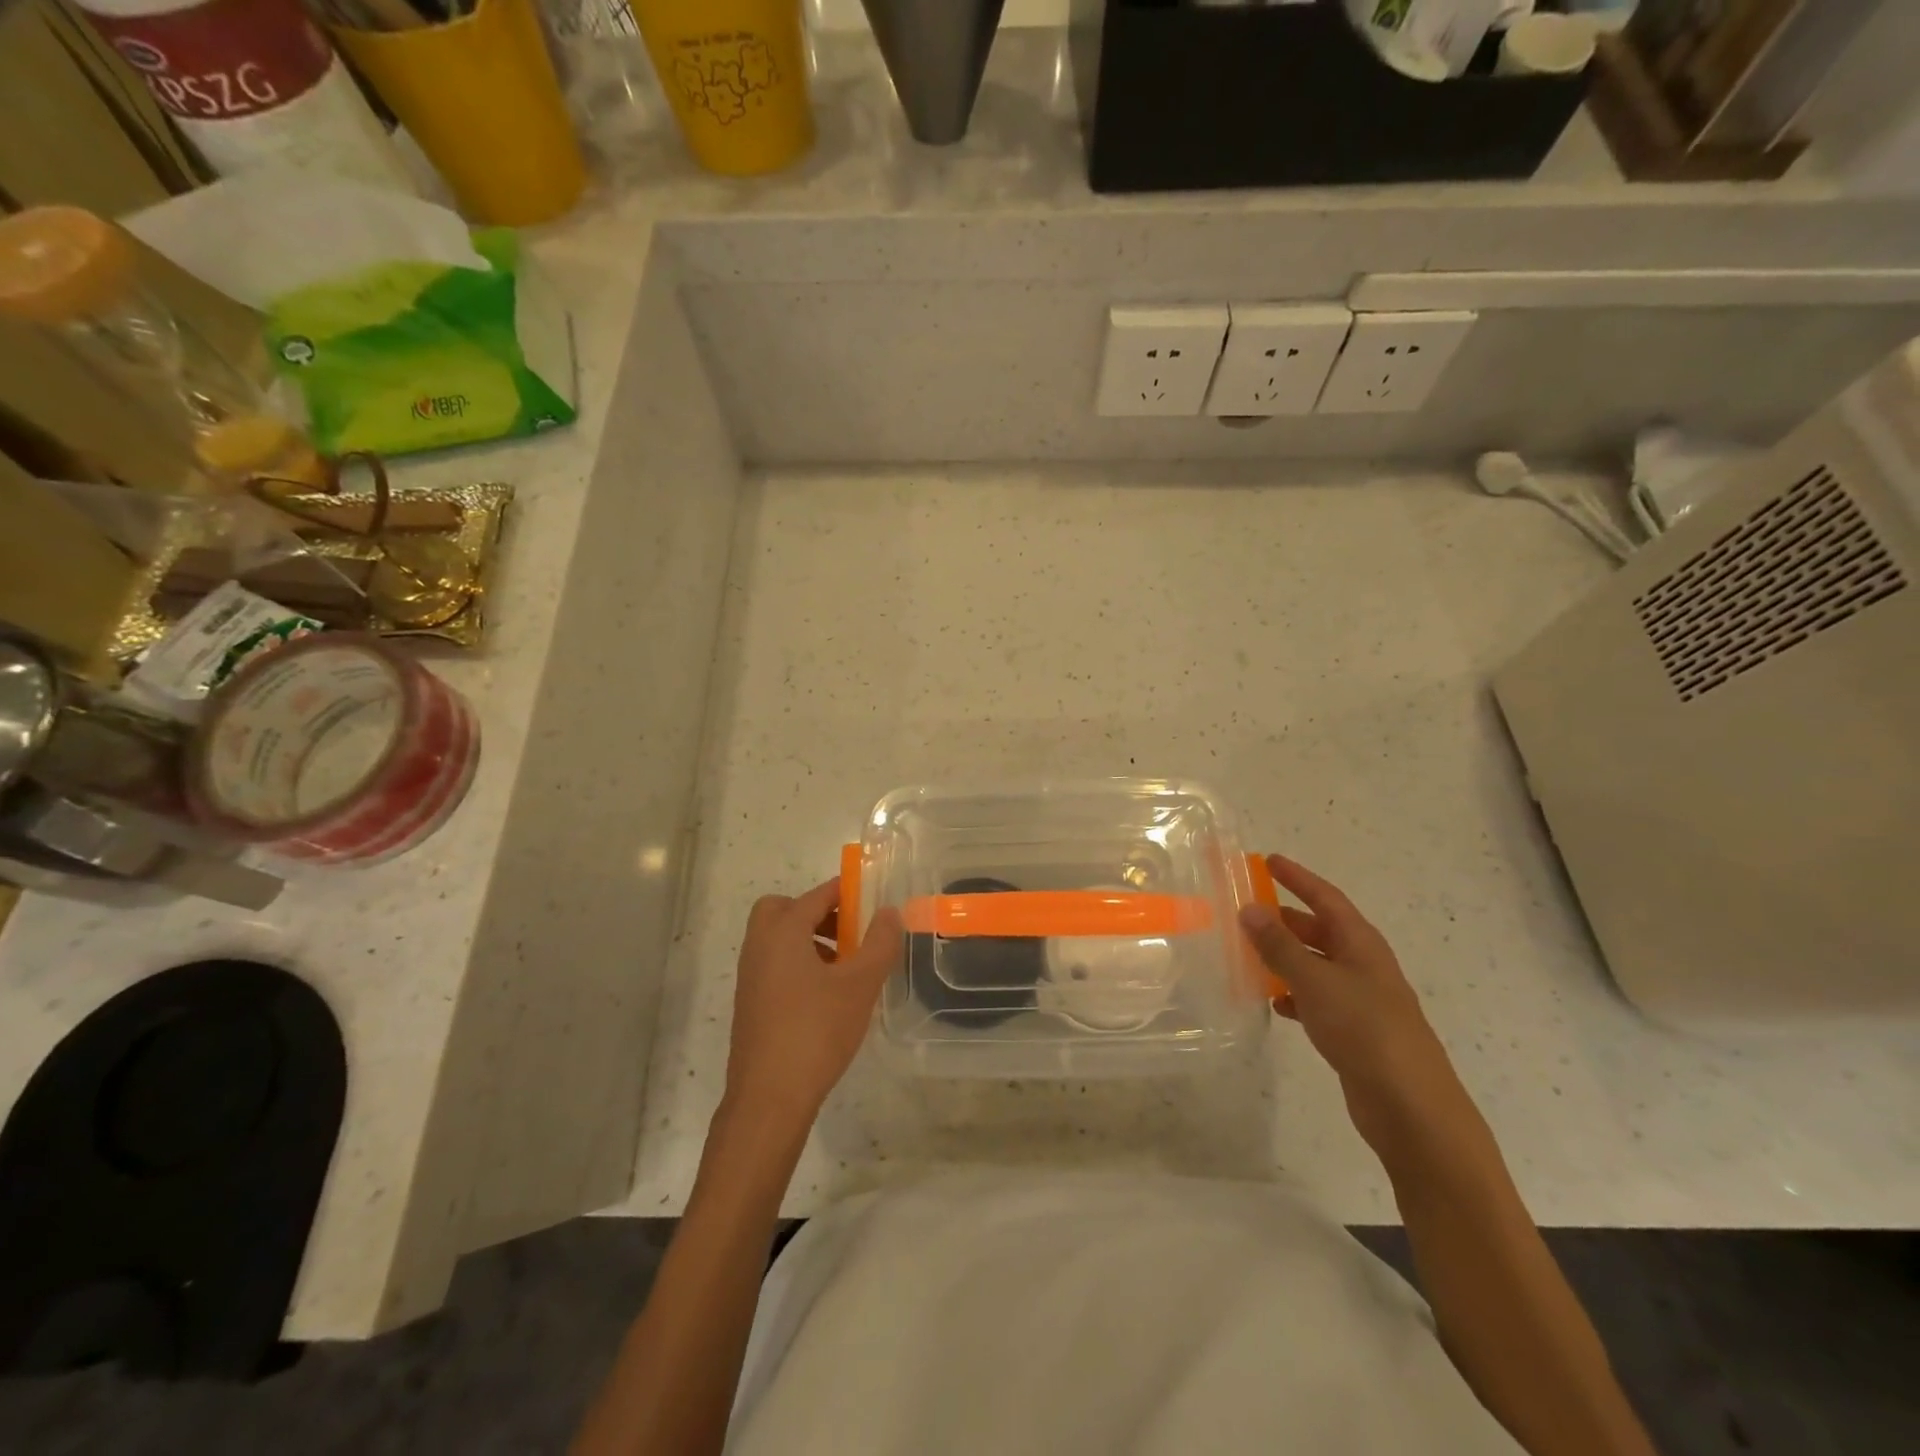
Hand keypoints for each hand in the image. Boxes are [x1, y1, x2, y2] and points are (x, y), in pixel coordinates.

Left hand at [720, 878, 904, 1141]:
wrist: (768, 1099)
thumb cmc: (816, 1032)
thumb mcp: (859, 985)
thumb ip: (879, 943)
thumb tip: (889, 912)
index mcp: (782, 933)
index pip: (815, 896)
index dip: (844, 891)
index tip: (870, 894)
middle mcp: (759, 947)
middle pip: (782, 910)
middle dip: (816, 911)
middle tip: (849, 930)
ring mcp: (751, 978)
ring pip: (777, 939)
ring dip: (809, 939)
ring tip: (846, 965)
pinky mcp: (751, 1005)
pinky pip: (774, 965)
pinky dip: (798, 963)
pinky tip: (826, 995)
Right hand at [1239, 854, 1461, 1147]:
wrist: (1410, 1107)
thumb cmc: (1365, 1029)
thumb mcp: (1315, 980)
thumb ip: (1279, 945)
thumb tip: (1248, 908)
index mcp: (1361, 943)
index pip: (1326, 897)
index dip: (1298, 878)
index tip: (1268, 860)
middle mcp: (1363, 965)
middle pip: (1320, 929)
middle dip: (1286, 918)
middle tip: (1247, 909)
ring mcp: (1361, 999)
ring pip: (1316, 965)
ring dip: (1285, 957)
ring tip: (1248, 953)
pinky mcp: (1354, 1031)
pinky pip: (1316, 1000)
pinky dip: (1294, 995)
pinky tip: (1273, 1003)